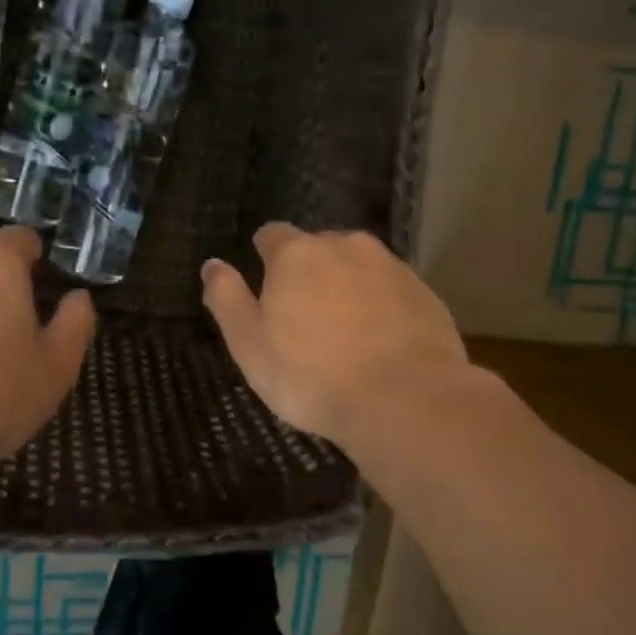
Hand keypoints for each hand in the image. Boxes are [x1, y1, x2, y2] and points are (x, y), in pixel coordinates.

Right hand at [201, 224, 467, 446]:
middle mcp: (345, 245)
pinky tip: (381, 344)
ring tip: (346, 334)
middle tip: (306, 321)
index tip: (268, 292)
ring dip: (348, 287)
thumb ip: (227, 299)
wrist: (404, 399)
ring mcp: (390, 266)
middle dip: (310, 273)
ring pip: (358, 267)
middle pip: (318, 248)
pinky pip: (391, 290)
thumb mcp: (250, 345)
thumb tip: (212, 264)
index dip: (265, 259)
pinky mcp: (424, 291)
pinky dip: (382, 306)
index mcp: (296, 254)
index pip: (272, 235)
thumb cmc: (312, 375)